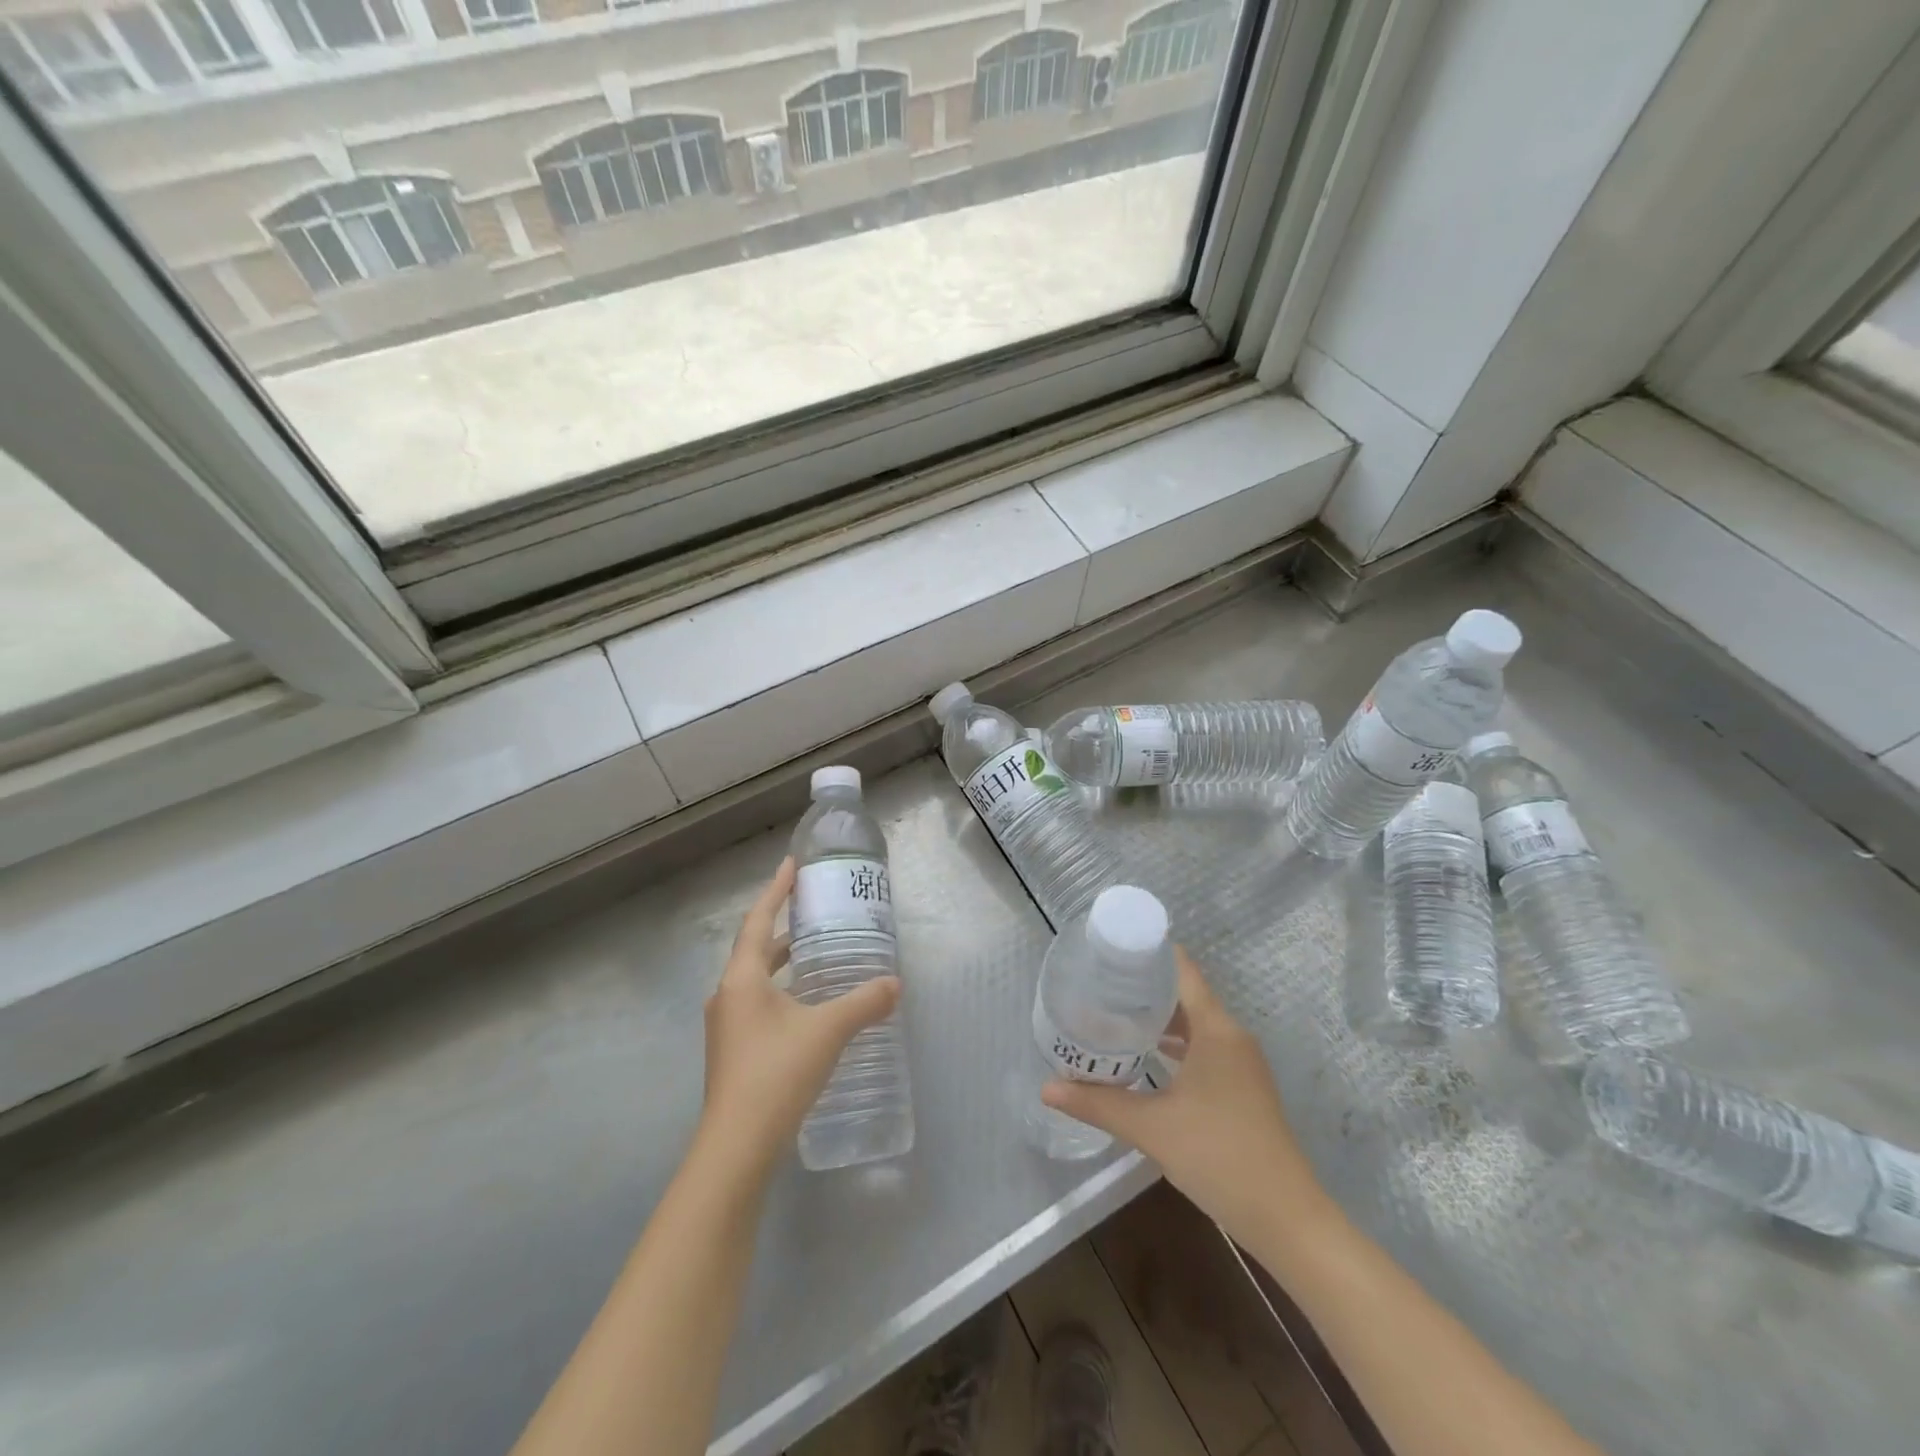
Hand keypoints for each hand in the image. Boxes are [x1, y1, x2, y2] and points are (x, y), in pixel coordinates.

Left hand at [698, 857, 900, 1176]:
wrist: (737, 1147)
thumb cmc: (777, 1073)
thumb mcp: (828, 1031)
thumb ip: (864, 1002)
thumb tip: (894, 984)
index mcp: (741, 979)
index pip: (757, 920)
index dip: (776, 891)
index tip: (791, 865)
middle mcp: (727, 996)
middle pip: (753, 949)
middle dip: (781, 928)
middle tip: (811, 912)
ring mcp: (726, 1027)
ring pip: (754, 980)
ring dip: (780, 963)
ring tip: (813, 954)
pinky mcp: (733, 1053)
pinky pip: (757, 1005)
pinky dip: (780, 991)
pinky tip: (805, 1007)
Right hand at [1041, 949, 1326, 1238]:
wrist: (1286, 1219)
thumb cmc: (1219, 1156)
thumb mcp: (1151, 1127)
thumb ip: (1098, 1103)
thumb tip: (1047, 1088)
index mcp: (1216, 1029)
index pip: (1181, 970)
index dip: (1148, 953)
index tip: (1109, 950)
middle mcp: (1231, 1036)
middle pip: (1184, 994)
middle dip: (1142, 987)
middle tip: (1098, 985)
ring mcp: (1240, 1063)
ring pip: (1194, 1024)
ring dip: (1158, 1018)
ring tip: (1113, 1015)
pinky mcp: (1241, 1087)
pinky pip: (1203, 1048)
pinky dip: (1174, 1044)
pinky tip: (1145, 1057)